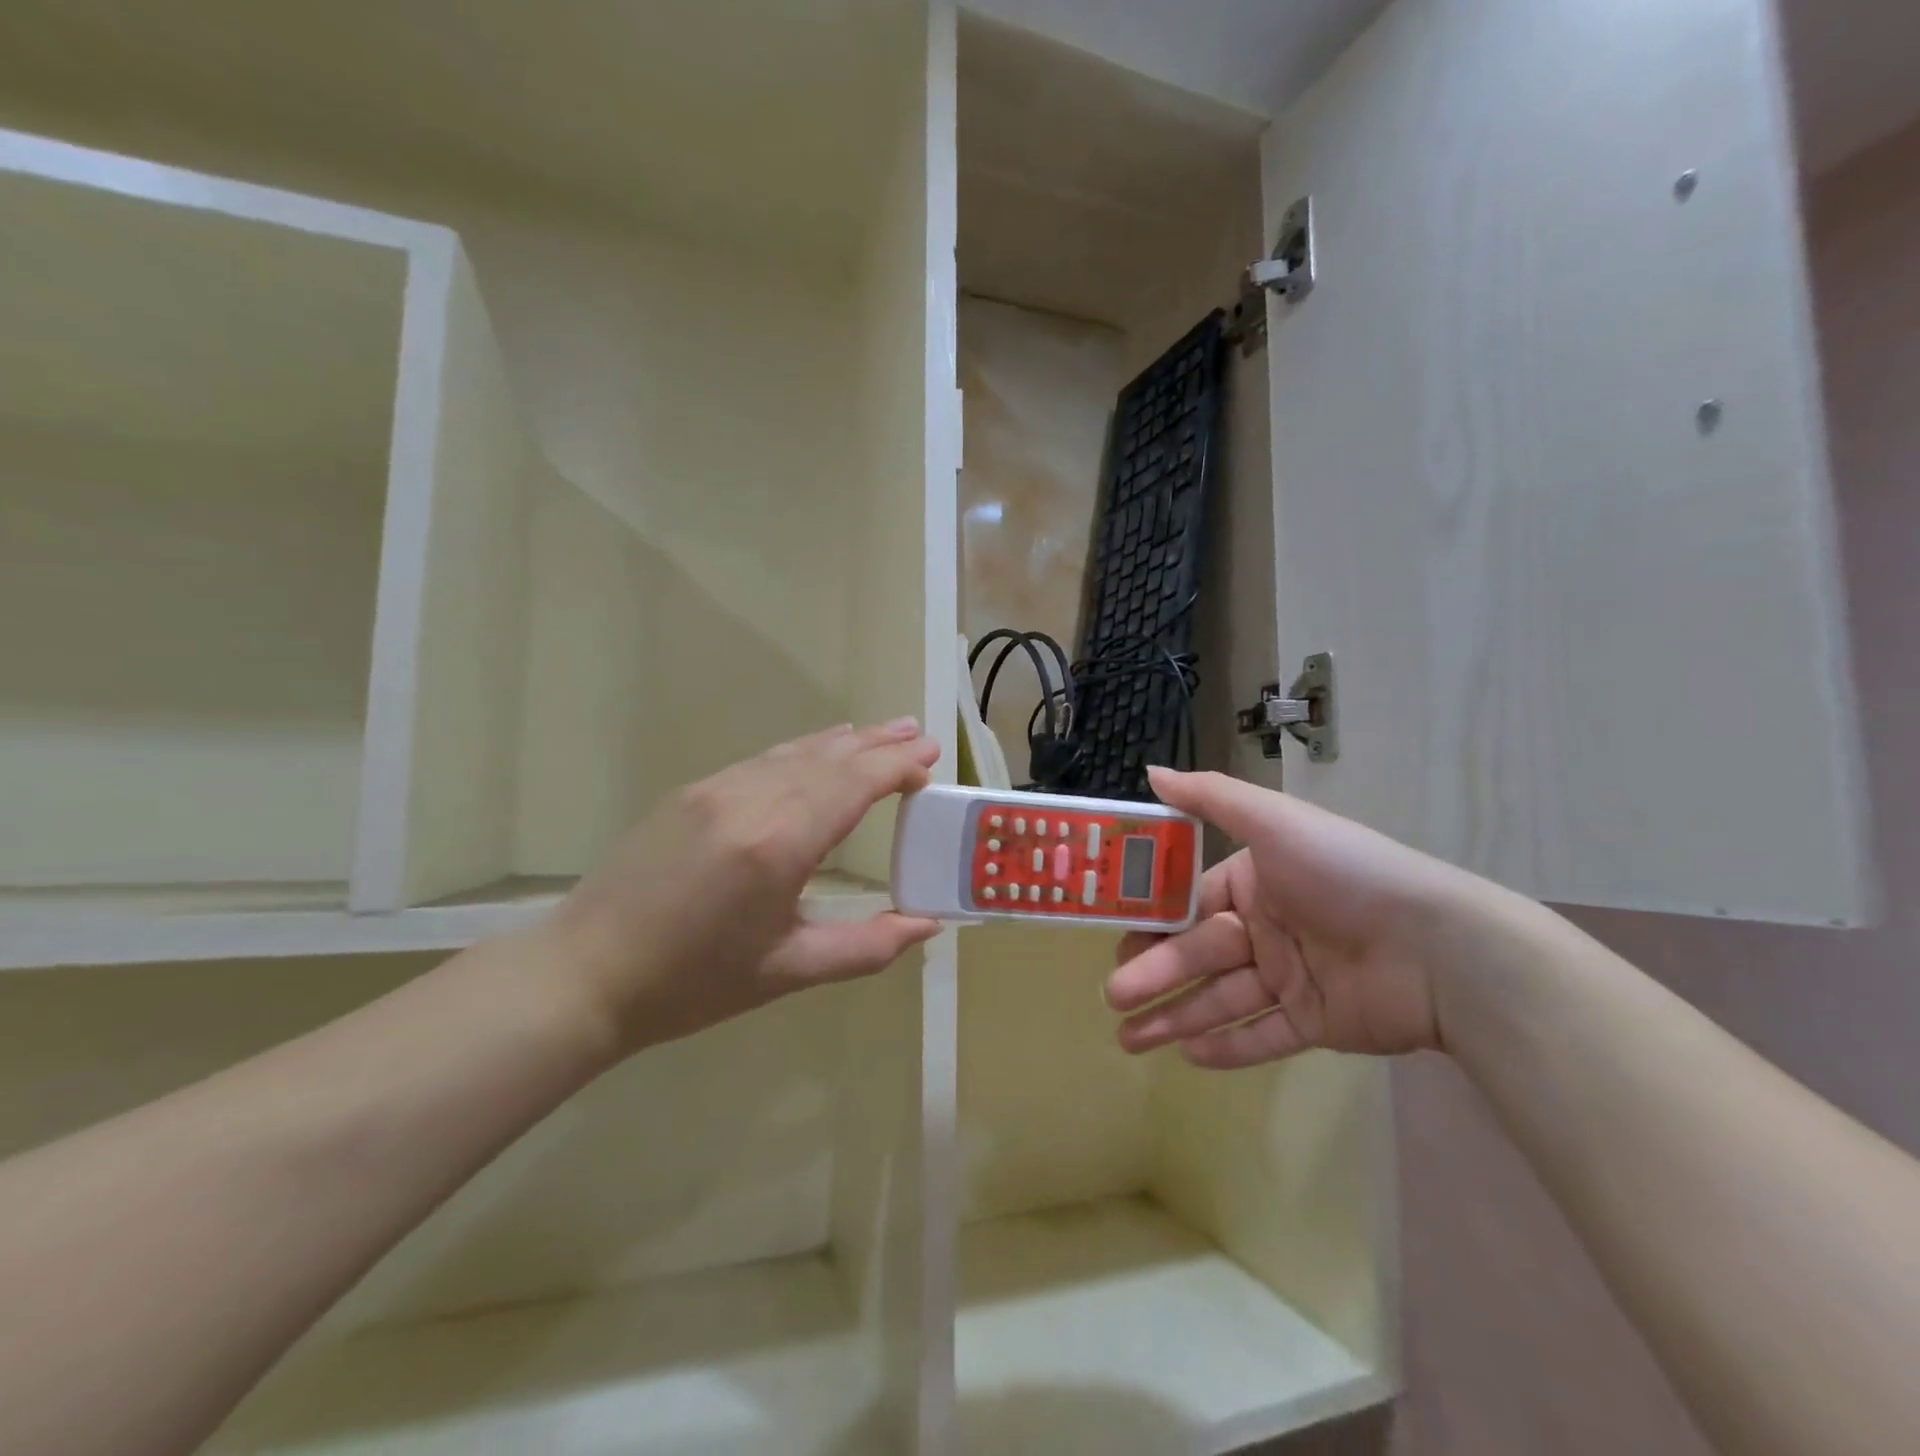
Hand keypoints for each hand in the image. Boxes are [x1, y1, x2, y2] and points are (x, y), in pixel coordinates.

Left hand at [545, 719, 941, 1053]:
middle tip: (921, 737)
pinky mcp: (692, 792)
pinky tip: (819, 749)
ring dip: (844, 742)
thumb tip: (928, 925)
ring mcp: (716, 788)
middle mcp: (751, 799)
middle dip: (880, 745)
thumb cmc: (693, 982)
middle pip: (830, 757)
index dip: (897, 768)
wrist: (585, 974)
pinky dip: (803, 750)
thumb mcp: (789, 972)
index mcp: (780, 842)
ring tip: (884, 732)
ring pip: (796, 751)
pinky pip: (763, 759)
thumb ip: (868, 947)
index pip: (855, 783)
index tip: (931, 765)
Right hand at [1107, 767, 1500, 1067]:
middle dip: (1153, 975)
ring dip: (1174, 1017)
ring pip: (1220, 1000)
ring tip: (1129, 1040)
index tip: (1113, 936)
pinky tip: (1186, 1055)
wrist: (1438, 947)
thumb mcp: (1273, 822)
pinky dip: (1226, 1046)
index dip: (1151, 920)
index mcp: (1255, 882)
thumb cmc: (1344, 874)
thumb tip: (1151, 772)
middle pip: (1198, 955)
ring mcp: (1291, 979)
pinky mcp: (1315, 1024)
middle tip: (1112, 997)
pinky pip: (1263, 1036)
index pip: (1190, 903)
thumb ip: (1209, 798)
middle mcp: (1268, 928)